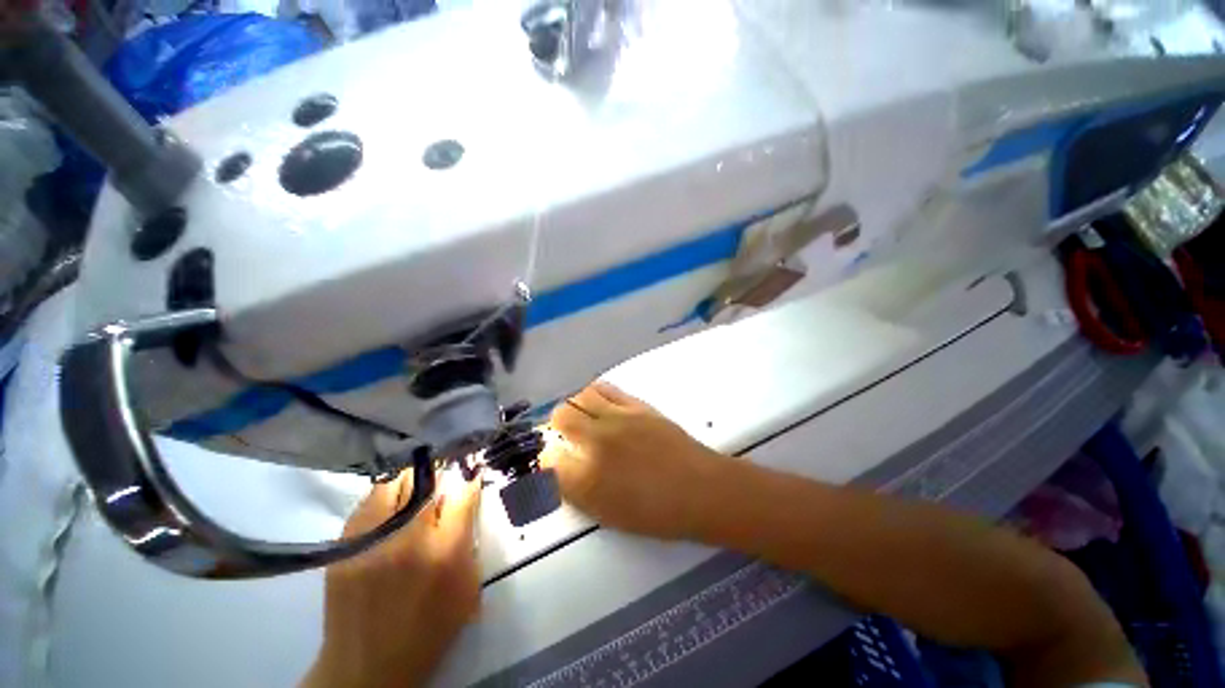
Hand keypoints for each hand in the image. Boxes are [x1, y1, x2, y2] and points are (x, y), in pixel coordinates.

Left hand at [303, 469, 480, 687]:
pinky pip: (368, 500)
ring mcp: (372, 539)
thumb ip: (469, 539)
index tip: (471, 476)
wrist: (367, 667)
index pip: (463, 493)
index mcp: (445, 550)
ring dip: (410, 483)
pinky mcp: (345, 544)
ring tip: (414, 494)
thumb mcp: (467, 587)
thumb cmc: (429, 629)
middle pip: (427, 480)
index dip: (469, 479)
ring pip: (394, 483)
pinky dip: (384, 497)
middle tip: (442, 485)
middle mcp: (408, 537)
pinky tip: (389, 509)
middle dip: (440, 476)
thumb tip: (466, 500)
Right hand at [543, 380, 733, 539]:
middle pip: (560, 416)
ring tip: (582, 418)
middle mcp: (596, 441)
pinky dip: (594, 394)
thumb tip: (556, 469)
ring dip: (574, 407)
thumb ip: (575, 490)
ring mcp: (617, 418)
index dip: (546, 458)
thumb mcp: (607, 514)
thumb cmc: (655, 513)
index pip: (547, 457)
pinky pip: (604, 388)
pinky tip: (598, 404)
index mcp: (586, 478)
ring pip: (579, 396)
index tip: (552, 460)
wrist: (700, 489)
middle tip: (566, 437)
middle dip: (556, 427)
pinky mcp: (635, 405)